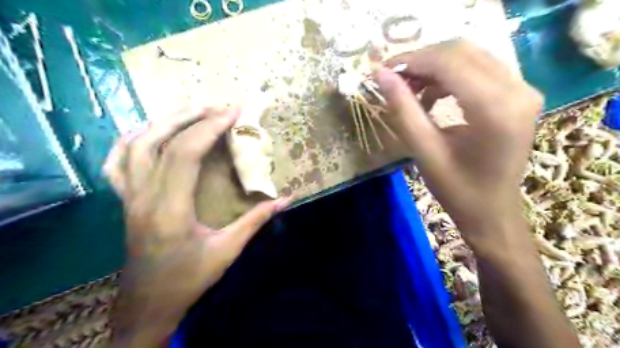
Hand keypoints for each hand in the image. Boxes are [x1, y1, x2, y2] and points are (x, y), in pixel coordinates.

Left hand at [105, 108, 289, 346]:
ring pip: (135, 145)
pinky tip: (149, 130)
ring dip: (164, 121)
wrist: (148, 303)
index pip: (186, 154)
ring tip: (191, 110)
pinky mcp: (124, 200)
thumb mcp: (228, 250)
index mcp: (171, 209)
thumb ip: (256, 221)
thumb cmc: (189, 278)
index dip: (210, 128)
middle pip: (160, 141)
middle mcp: (143, 197)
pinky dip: (131, 139)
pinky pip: (117, 162)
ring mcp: (128, 197)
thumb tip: (286, 199)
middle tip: (218, 106)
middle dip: (192, 117)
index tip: (233, 113)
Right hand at [373, 39, 543, 248]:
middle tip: (394, 79)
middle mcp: (518, 89)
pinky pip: (479, 69)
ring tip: (409, 90)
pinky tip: (432, 96)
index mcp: (495, 108)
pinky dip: (450, 76)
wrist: (492, 212)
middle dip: (422, 60)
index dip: (412, 60)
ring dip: (434, 68)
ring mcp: (523, 90)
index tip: (383, 70)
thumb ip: (402, 109)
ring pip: (470, 56)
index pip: (449, 62)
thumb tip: (381, 75)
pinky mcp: (519, 95)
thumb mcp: (423, 150)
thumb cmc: (457, 189)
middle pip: (461, 51)